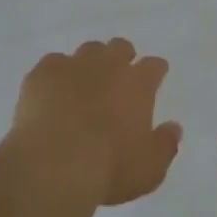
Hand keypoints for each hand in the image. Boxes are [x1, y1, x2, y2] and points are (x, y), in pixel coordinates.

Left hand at [5, 38, 182, 207]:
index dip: (155, 71)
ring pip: (87, 50)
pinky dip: (56, 75)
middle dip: (122, 57)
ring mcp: (73, 65)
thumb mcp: (149, 169)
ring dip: (90, 63)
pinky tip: (52, 92)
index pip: (154, 66)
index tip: (155, 77)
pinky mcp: (43, 72)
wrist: (54, 164)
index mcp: (137, 84)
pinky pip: (53, 63)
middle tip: (118, 77)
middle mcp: (107, 65)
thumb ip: (165, 145)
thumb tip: (174, 128)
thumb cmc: (108, 168)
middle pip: (120, 47)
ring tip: (84, 83)